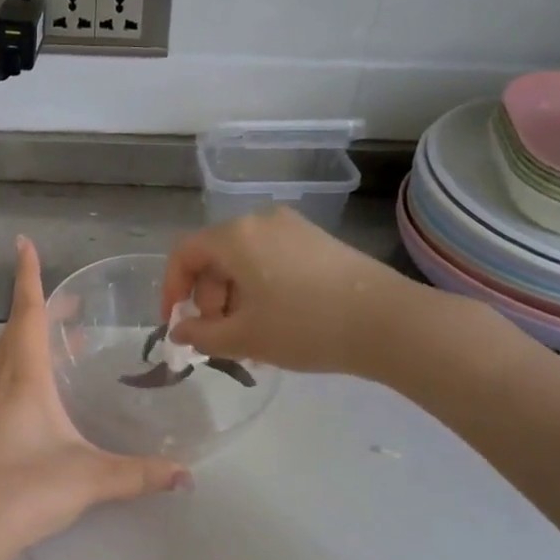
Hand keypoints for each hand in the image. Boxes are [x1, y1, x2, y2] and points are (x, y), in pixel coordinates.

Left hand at [0, 237, 190, 559]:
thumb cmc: (24, 490)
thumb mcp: (88, 478)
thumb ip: (139, 474)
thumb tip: (186, 474)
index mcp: (24, 379)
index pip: (26, 314)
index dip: (27, 277)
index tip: (22, 242)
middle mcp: (1, 384)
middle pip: (15, 330)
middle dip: (36, 305)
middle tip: (68, 298)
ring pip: (8, 356)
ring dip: (30, 336)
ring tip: (64, 337)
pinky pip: (5, 380)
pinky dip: (25, 366)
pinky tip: (46, 390)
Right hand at [162, 206, 438, 374]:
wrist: (388, 322)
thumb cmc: (304, 326)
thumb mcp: (244, 337)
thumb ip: (201, 335)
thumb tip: (179, 331)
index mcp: (236, 236)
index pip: (184, 253)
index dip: (171, 289)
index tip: (177, 324)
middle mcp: (261, 221)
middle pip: (215, 257)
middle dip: (207, 299)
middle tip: (219, 336)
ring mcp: (294, 228)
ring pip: (245, 261)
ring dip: (235, 298)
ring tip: (250, 339)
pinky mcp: (319, 241)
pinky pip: (272, 261)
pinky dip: (261, 289)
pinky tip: (277, 324)